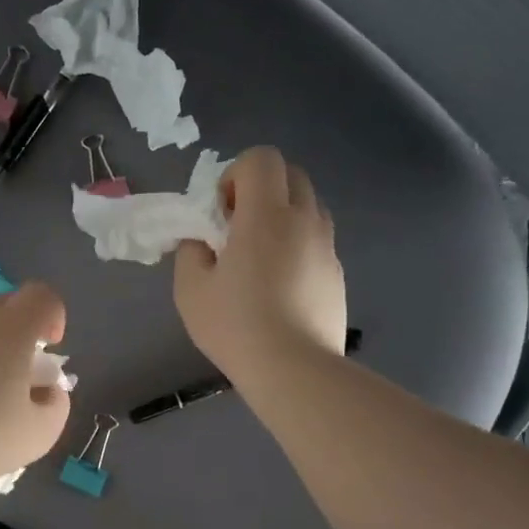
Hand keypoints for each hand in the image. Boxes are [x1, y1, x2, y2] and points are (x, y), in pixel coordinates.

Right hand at [174, 147, 346, 388]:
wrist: (294, 370)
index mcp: (266, 215)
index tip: (222, 214)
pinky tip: (281, 286)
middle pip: (291, 174)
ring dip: (282, 215)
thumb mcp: (190, 288)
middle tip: (238, 229)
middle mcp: (303, 220)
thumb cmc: (235, 325)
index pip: (261, 158)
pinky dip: (298, 245)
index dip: (235, 175)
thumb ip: (191, 251)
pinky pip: (317, 240)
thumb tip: (203, 240)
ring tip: (261, 257)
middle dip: (261, 189)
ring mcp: (327, 247)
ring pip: (308, 206)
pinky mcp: (337, 273)